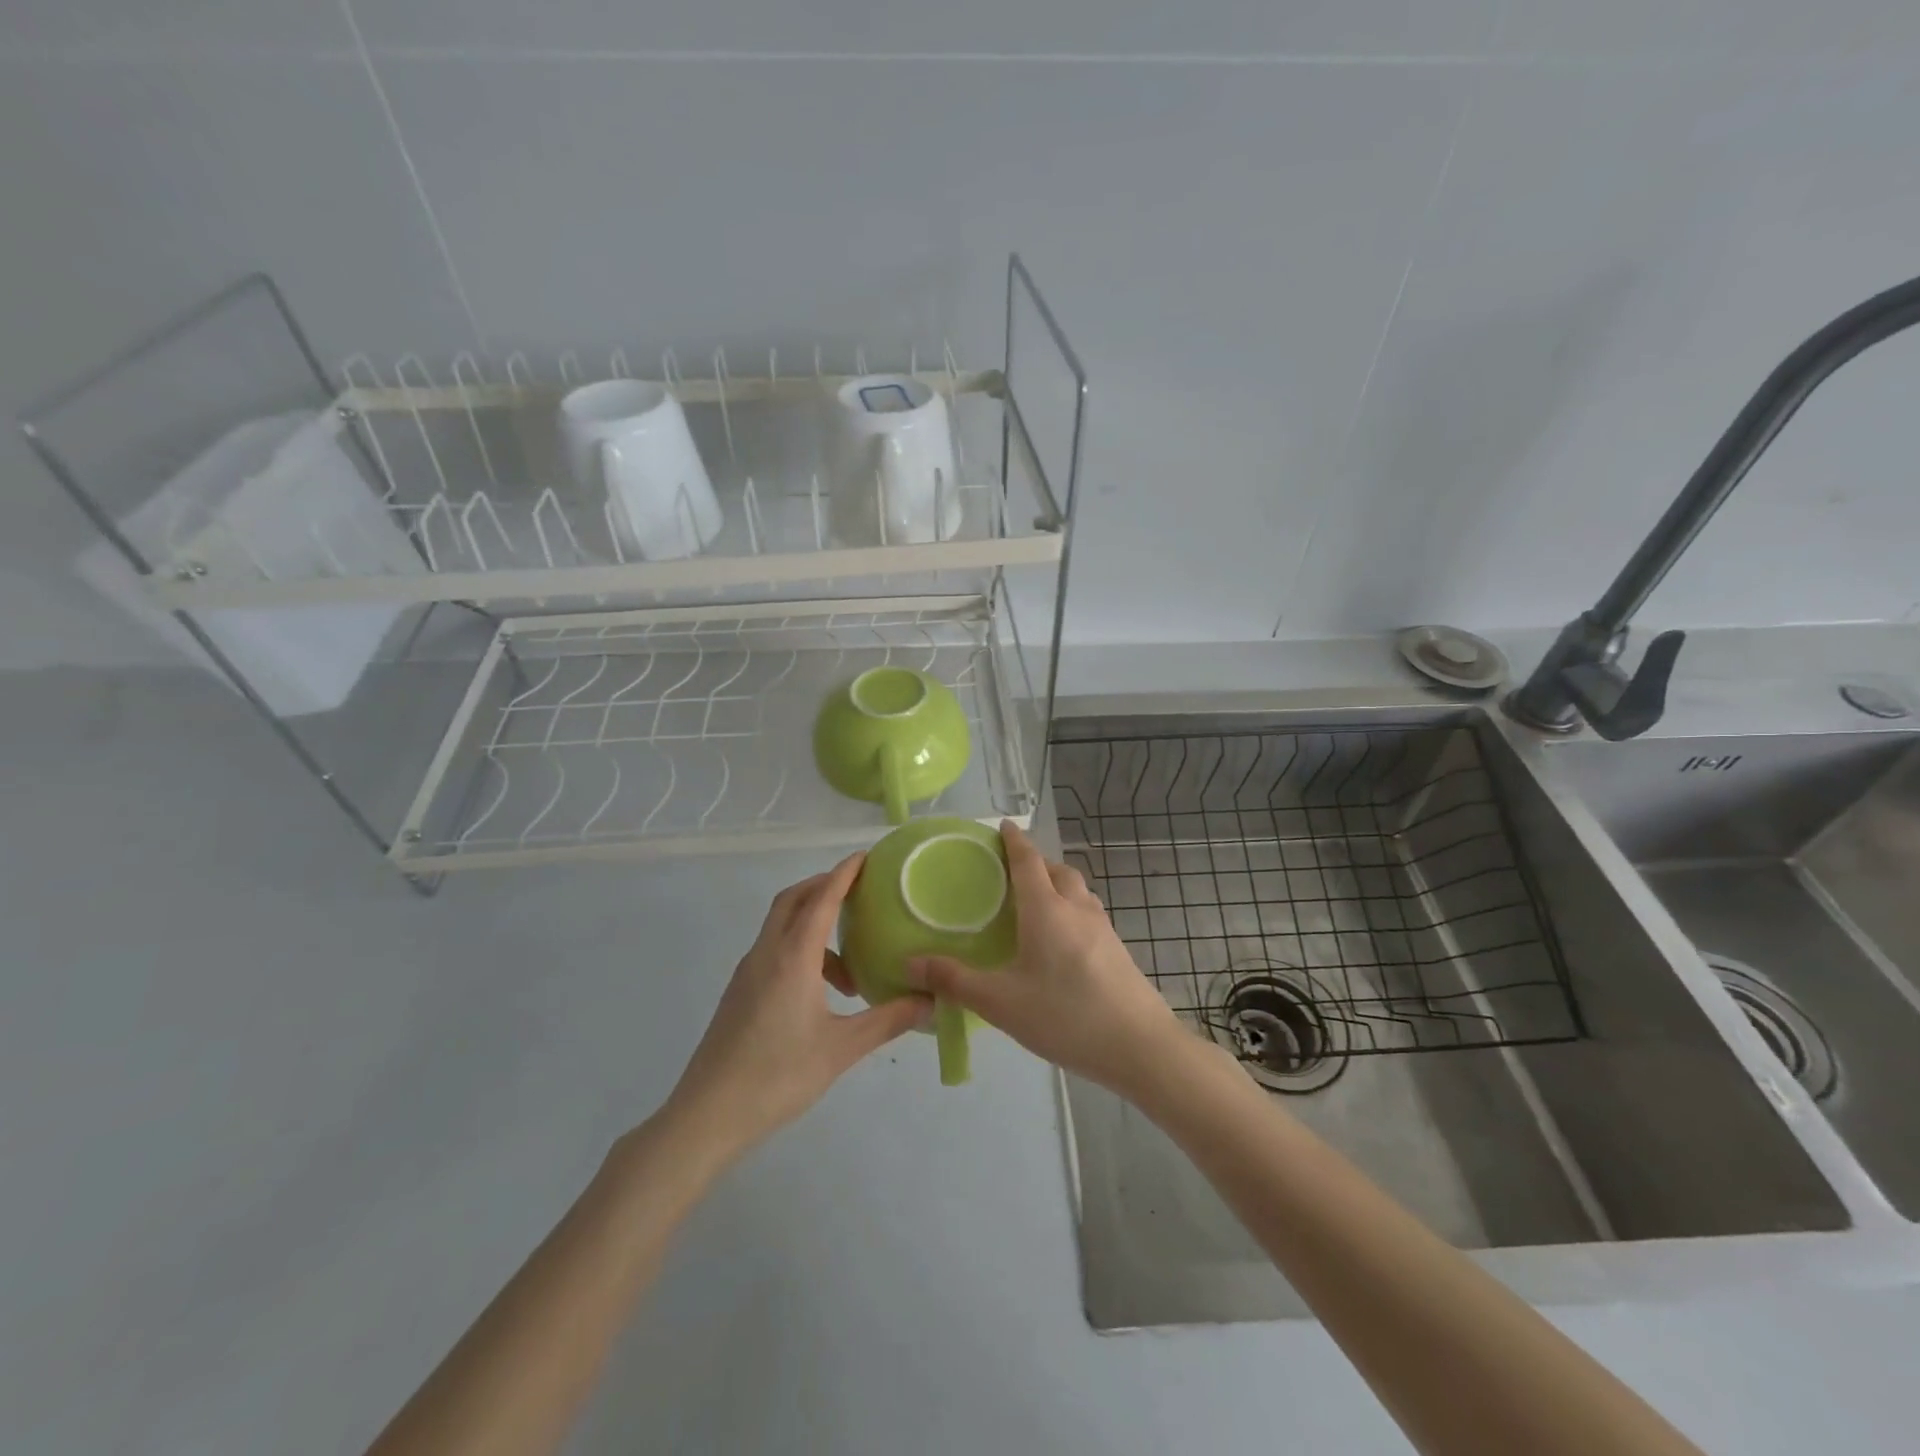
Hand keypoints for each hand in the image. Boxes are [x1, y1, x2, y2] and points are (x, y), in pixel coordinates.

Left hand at [664, 854, 930, 1157]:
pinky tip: (820, 991)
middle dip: (824, 887)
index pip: (821, 899)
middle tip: (859, 894)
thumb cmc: (777, 1076)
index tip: (865, 857)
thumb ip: (887, 1020)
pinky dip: (800, 949)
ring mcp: (747, 972)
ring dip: (813, 926)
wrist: (707, 1116)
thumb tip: (929, 1001)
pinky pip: (773, 950)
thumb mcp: (841, 1049)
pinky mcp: (739, 992)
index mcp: (792, 957)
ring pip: (781, 927)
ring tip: (850, 969)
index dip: (843, 874)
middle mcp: (766, 954)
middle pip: (793, 900)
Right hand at [906, 821, 1188, 1094]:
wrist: (1140, 1046)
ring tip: (1036, 903)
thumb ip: (955, 980)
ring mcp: (1103, 928)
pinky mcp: (1117, 949)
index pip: (1028, 860)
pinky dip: (1071, 908)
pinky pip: (1089, 912)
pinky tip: (1062, 941)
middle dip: (1035, 862)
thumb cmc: (1065, 1016)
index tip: (1003, 826)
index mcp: (1046, 909)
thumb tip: (910, 961)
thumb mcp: (1001, 1002)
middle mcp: (1077, 908)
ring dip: (1057, 884)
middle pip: (1057, 870)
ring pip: (1078, 890)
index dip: (1014, 840)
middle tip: (1011, 873)